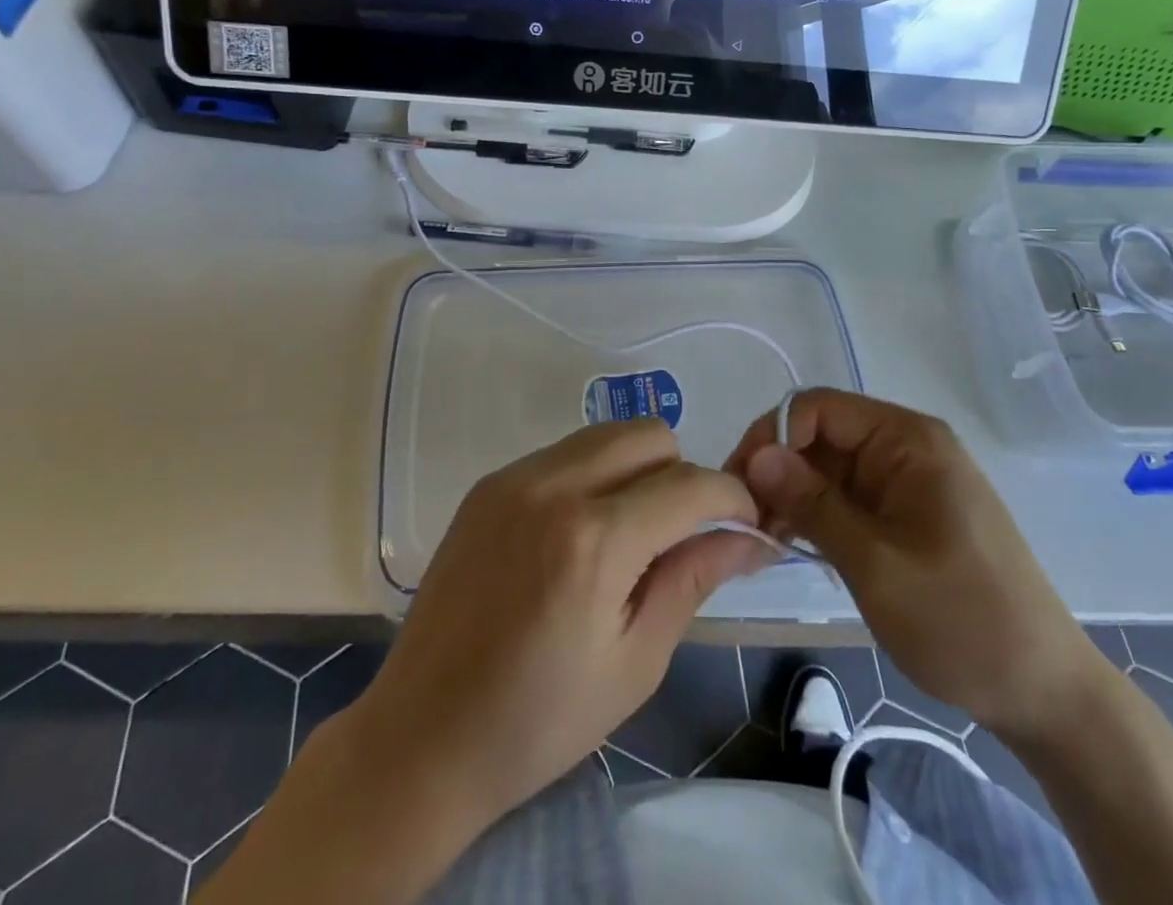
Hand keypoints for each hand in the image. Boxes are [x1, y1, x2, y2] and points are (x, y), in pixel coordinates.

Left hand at [352, 420, 764, 828]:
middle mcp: (554, 486)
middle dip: (683, 475)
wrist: (421, 737)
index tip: (747, 526)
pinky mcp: (490, 482)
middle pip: (651, 435)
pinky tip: (579, 534)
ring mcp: (515, 477)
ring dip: (638, 469)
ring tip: (629, 533)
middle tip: (679, 535)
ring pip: (608, 435)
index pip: (691, 485)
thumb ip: (693, 579)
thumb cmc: (538, 721)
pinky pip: (565, 452)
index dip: (733, 499)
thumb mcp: (635, 662)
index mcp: (594, 540)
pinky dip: (593, 476)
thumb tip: (750, 536)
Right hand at [728, 390, 1106, 746]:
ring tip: (762, 538)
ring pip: (829, 467)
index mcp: (906, 440)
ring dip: (792, 495)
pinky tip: (791, 544)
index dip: (772, 437)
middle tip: (743, 520)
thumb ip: (813, 504)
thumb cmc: (962, 622)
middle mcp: (905, 446)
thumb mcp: (876, 564)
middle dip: (777, 469)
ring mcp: (907, 480)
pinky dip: (816, 514)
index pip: (819, 408)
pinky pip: (847, 496)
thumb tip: (757, 456)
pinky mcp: (905, 512)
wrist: (1044, 692)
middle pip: (821, 435)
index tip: (738, 486)